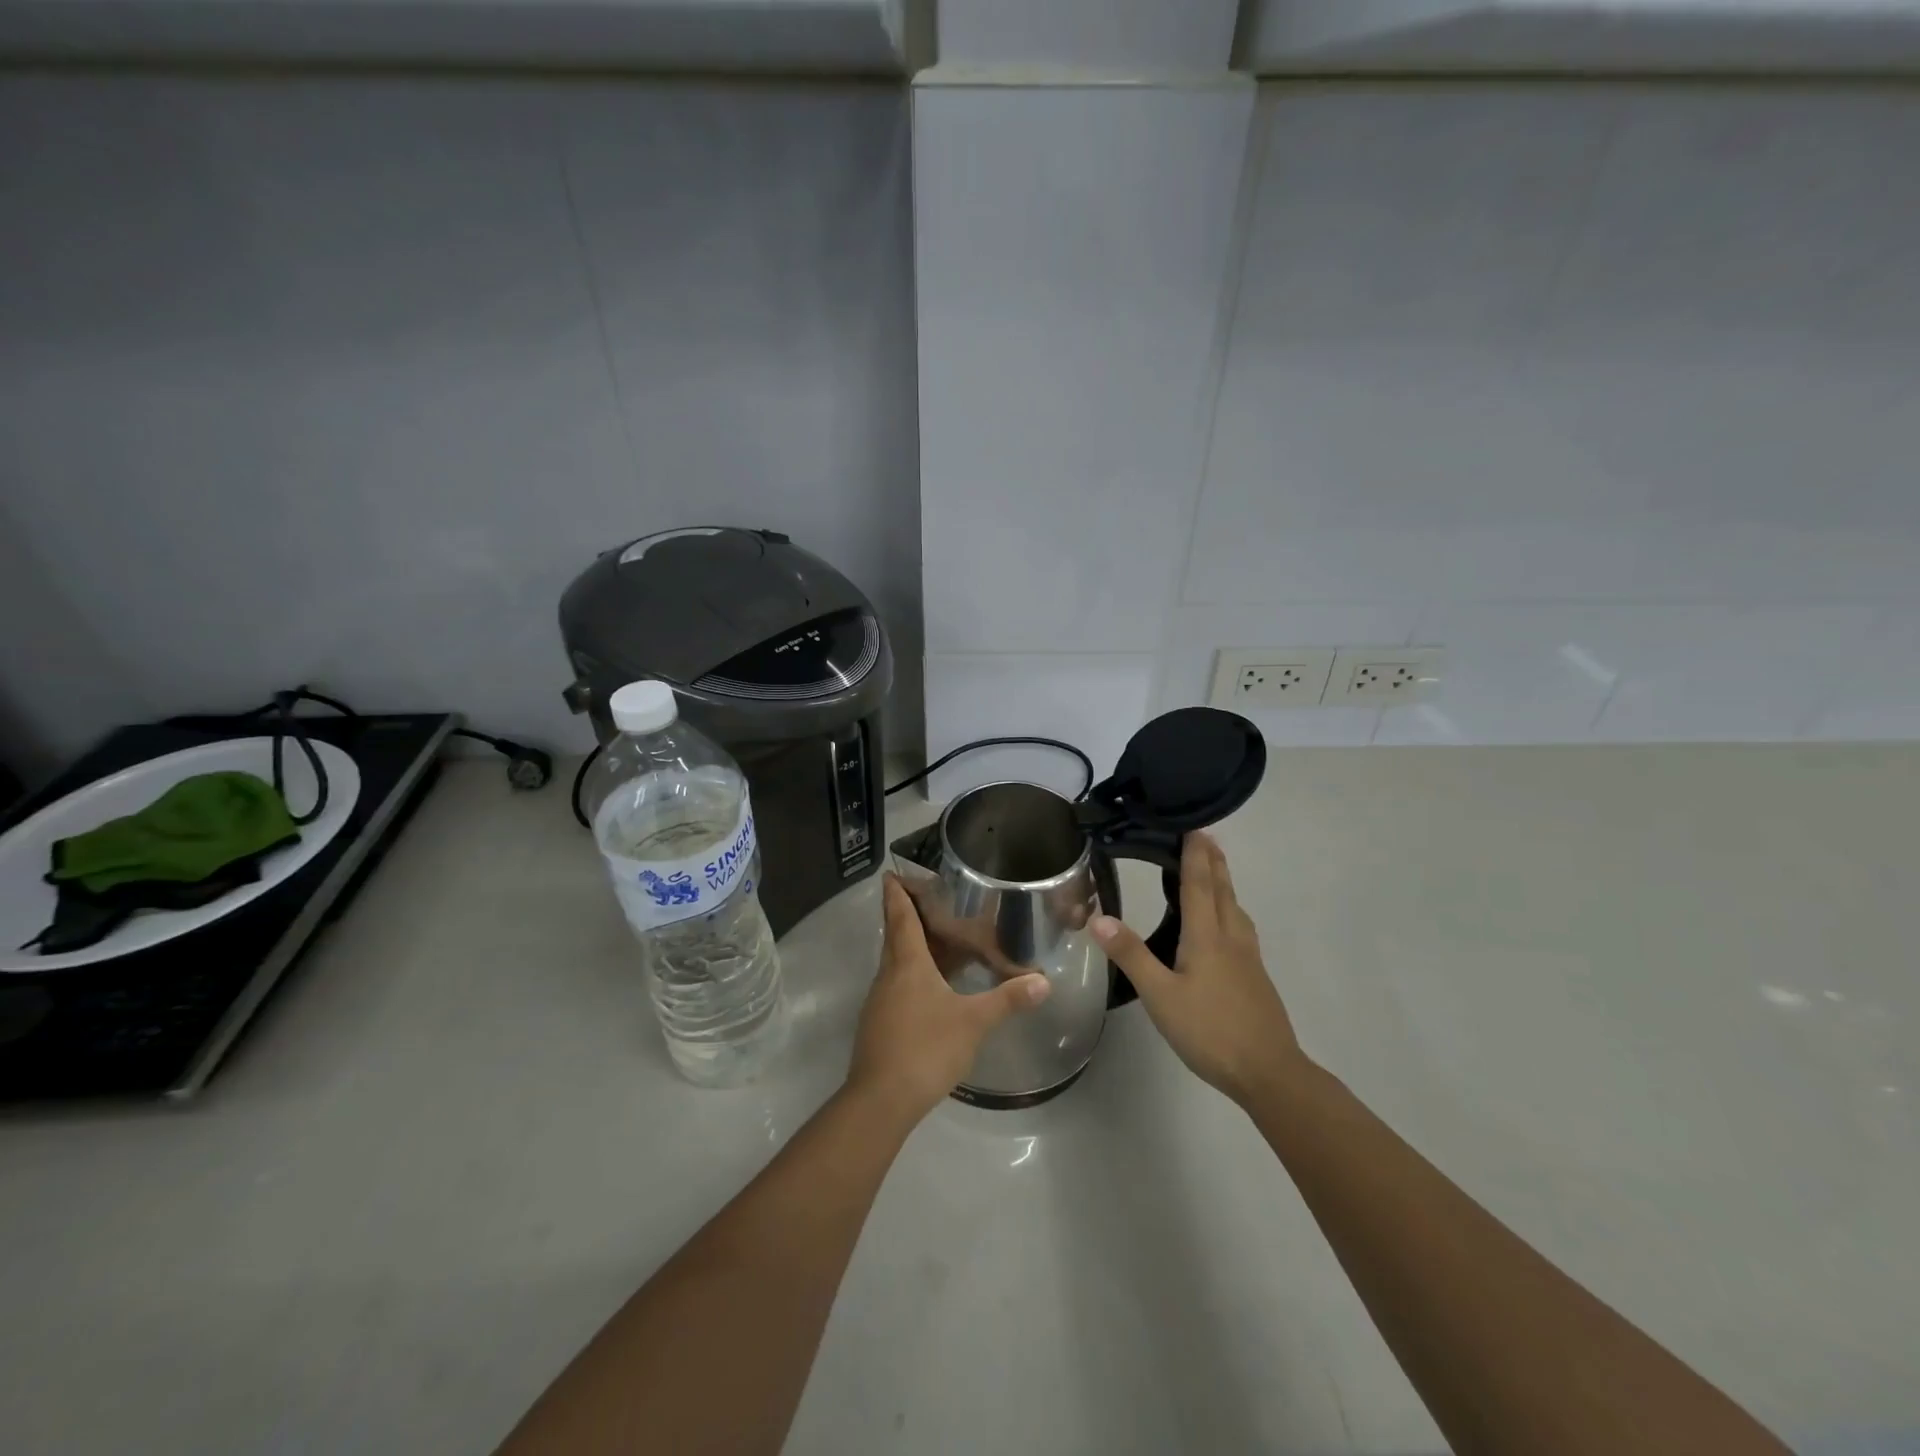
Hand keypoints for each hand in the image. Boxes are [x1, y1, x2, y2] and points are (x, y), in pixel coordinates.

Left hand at [847, 874, 1051, 1122]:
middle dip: (907, 916)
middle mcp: (888, 975)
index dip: (896, 893)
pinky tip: (933, 987)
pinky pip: (897, 986)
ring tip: (939, 940)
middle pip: (896, 936)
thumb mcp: (973, 1022)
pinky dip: (913, 974)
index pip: (900, 917)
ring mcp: (880, 1001)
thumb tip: (1043, 982)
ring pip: (896, 962)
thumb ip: (1007, 999)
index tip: (890, 873)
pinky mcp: (880, 1024)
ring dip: (912, 947)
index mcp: (907, 963)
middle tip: (929, 901)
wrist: (881, 1100)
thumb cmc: (926, 1048)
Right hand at [1090, 832, 1304, 1106]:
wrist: (1269, 1073)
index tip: (1193, 827)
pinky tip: (1226, 926)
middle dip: (1213, 861)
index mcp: (1207, 937)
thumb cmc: (1210, 1031)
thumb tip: (1099, 918)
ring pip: (1235, 908)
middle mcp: (1231, 938)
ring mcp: (1248, 958)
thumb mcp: (1160, 996)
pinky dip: (1230, 909)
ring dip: (1224, 883)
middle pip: (1223, 890)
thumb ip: (1132, 956)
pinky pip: (1241, 927)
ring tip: (1215, 872)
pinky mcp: (1255, 977)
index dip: (1195, 855)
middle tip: (1205, 837)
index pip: (1200, 885)